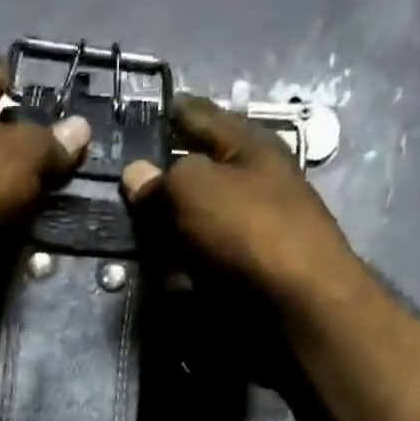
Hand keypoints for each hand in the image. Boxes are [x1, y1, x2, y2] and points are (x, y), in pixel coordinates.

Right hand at [121, 96, 365, 317]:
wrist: (299, 305)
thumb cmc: (248, 231)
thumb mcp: (193, 189)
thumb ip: (160, 179)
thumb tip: (135, 174)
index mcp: (248, 145)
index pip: (198, 115)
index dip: (165, 114)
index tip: (132, 120)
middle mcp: (253, 182)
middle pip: (195, 175)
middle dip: (160, 186)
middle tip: (121, 196)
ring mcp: (251, 231)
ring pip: (194, 224)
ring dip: (167, 235)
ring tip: (136, 243)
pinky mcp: (246, 273)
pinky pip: (202, 264)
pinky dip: (181, 272)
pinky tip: (165, 281)